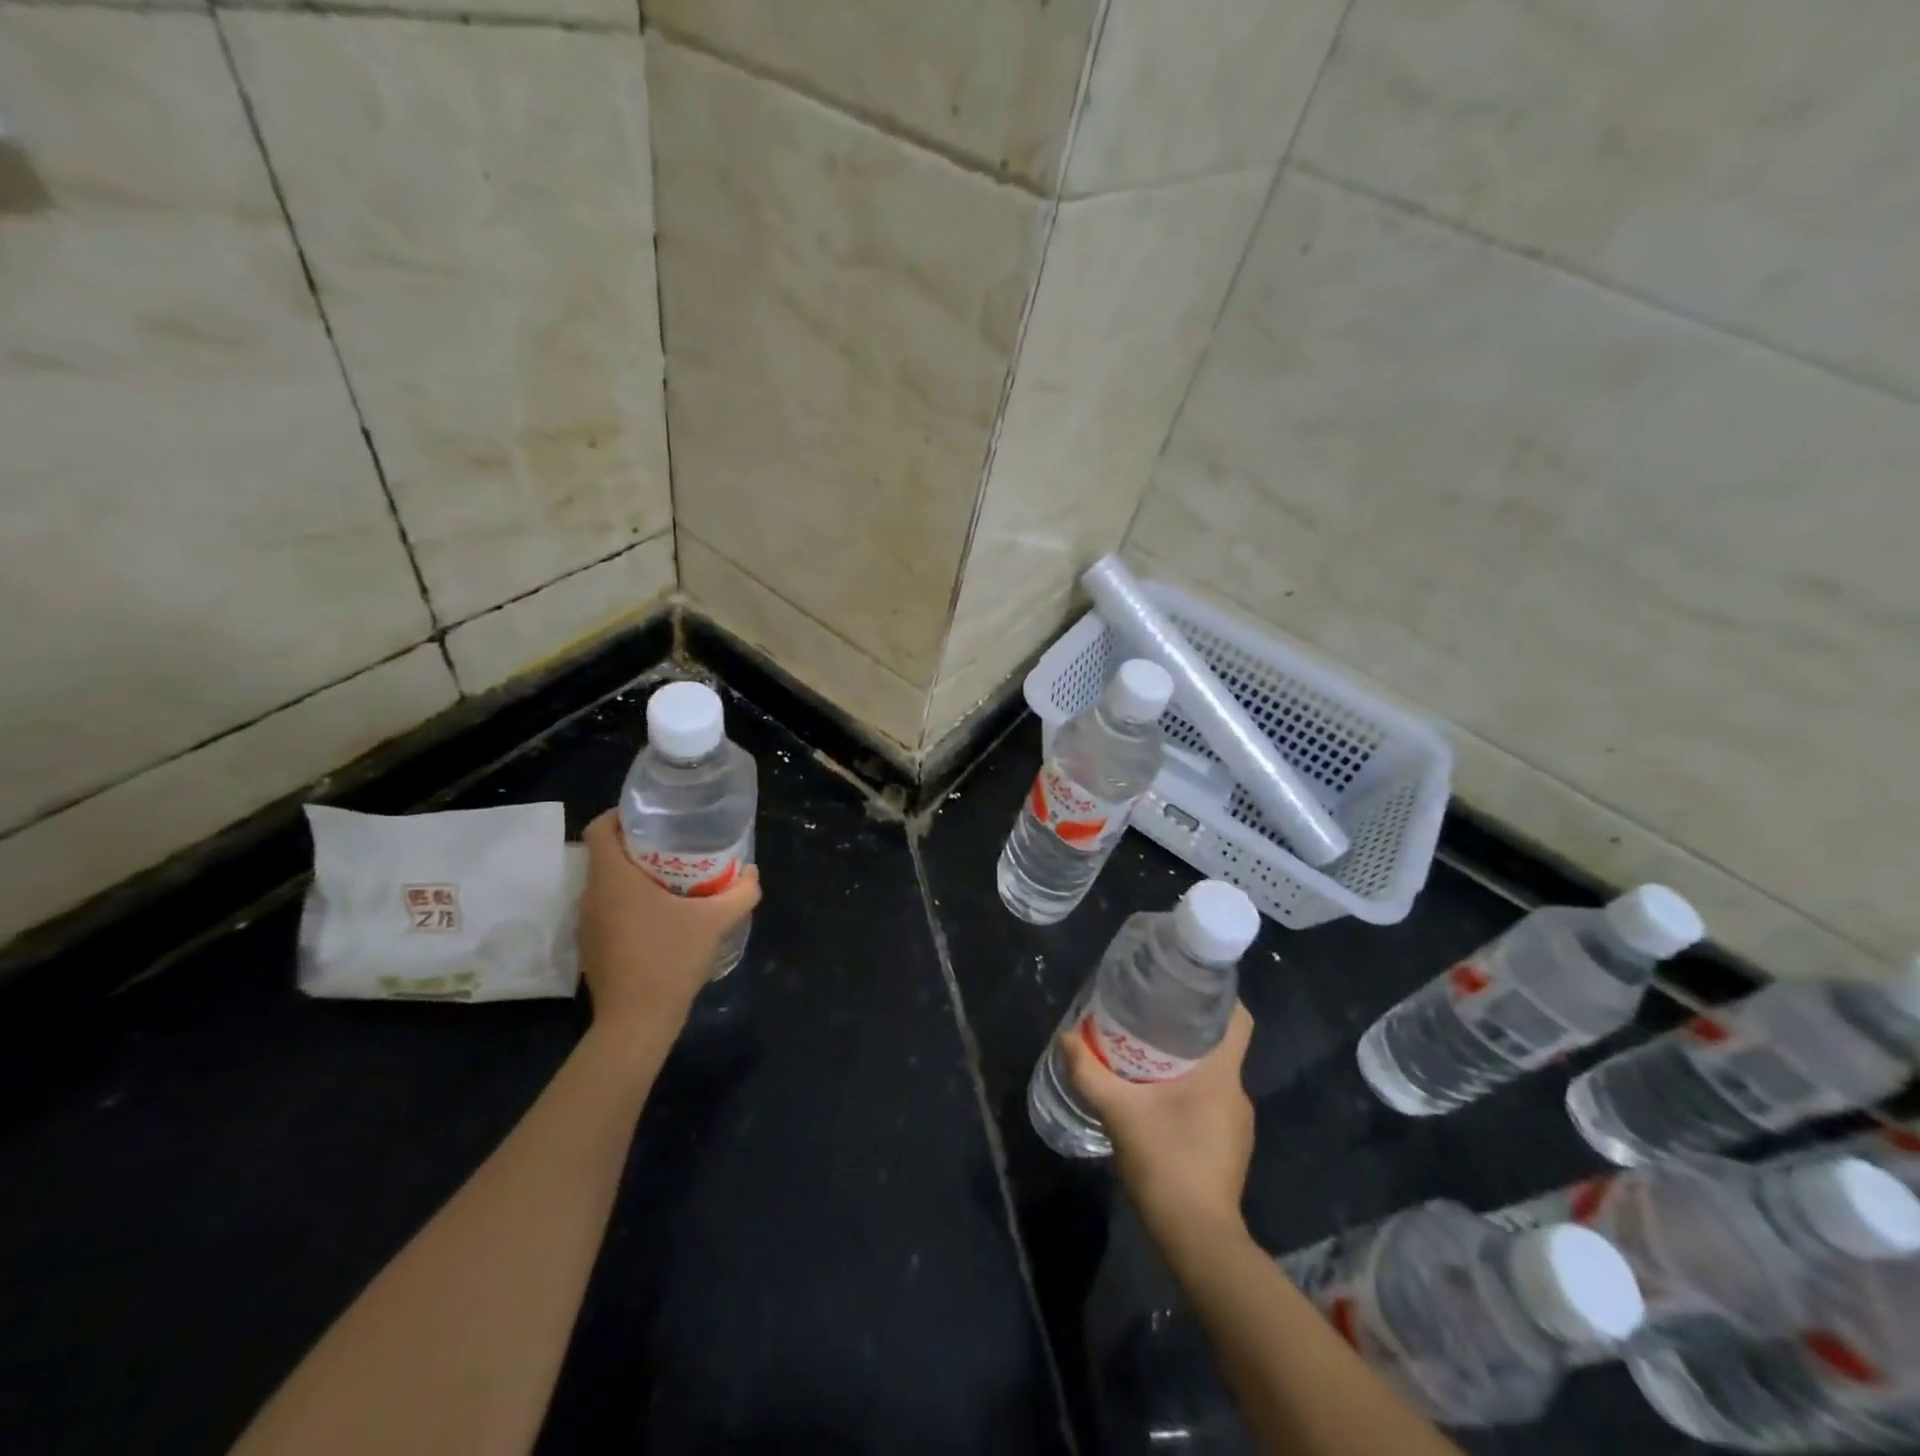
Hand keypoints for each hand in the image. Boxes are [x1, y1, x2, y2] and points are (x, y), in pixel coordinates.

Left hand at [576, 811, 760, 1044]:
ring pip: (606, 883)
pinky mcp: (592, 947)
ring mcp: (588, 924)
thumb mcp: (715, 922)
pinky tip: (661, 915)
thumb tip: (753, 873)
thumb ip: (740, 893)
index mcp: (612, 878)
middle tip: (674, 845)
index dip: (621, 815)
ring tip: (672, 877)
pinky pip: (607, 909)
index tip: (653, 817)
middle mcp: (592, 895)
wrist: (637, 1022)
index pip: (599, 828)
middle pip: (605, 854)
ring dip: (633, 876)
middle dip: (637, 845)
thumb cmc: (670, 959)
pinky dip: (629, 902)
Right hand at [1062, 1002, 1254, 1241]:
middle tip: (1148, 1019)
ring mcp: (1237, 1125)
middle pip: (1220, 1046)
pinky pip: (1210, 1105)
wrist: (1197, 1240)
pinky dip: (1188, 1095)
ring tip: (1146, 1059)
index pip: (1239, 1020)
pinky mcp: (1230, 1149)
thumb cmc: (1165, 1162)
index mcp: (1222, 1074)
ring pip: (1213, 1077)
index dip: (1220, 998)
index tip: (1186, 988)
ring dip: (1185, 1066)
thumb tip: (1066, 1038)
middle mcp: (1237, 1093)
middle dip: (1186, 1031)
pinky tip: (1157, 1104)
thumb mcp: (1118, 1112)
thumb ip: (1089, 1072)